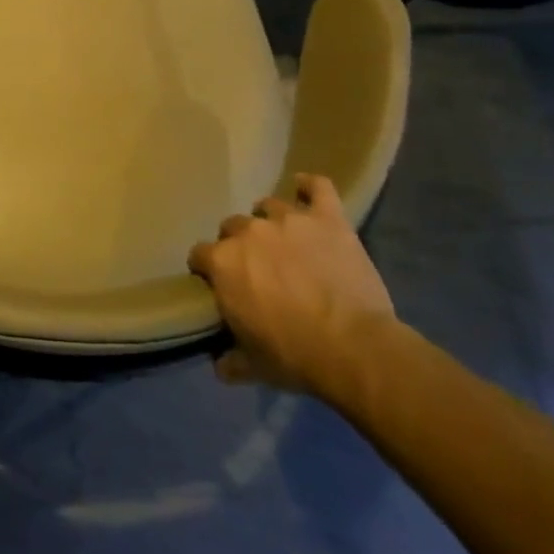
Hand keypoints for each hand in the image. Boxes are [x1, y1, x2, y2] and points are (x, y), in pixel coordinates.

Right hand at [187, 174, 397, 393]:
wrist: (353, 348)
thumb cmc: (294, 356)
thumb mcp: (253, 366)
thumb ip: (230, 360)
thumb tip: (219, 365)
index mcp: (223, 262)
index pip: (199, 254)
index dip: (207, 269)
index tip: (218, 284)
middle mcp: (249, 232)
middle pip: (232, 227)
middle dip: (240, 245)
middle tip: (258, 268)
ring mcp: (289, 220)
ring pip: (269, 206)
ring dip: (271, 221)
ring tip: (284, 240)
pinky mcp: (327, 218)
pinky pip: (317, 188)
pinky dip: (309, 187)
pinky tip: (305, 189)